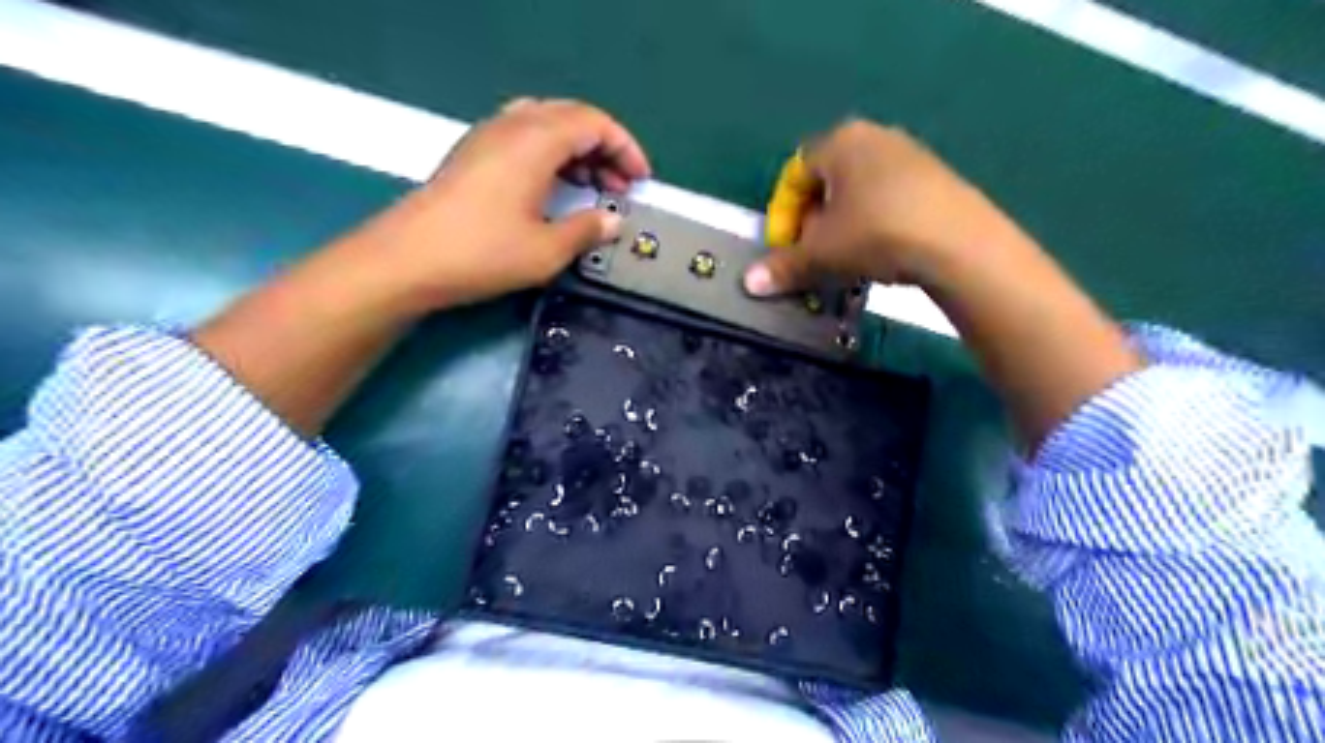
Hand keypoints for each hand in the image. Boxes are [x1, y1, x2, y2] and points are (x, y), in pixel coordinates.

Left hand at [366, 95, 649, 309]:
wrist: (408, 259)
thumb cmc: (483, 253)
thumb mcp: (547, 250)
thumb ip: (587, 230)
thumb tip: (613, 220)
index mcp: (536, 141)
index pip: (594, 123)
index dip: (625, 148)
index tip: (640, 180)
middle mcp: (511, 126)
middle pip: (570, 117)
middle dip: (604, 147)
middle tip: (620, 185)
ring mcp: (487, 137)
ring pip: (545, 124)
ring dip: (576, 150)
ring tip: (591, 186)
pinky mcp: (471, 154)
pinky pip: (522, 137)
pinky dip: (549, 154)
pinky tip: (552, 188)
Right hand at [745, 121, 1016, 295]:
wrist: (959, 242)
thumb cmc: (876, 234)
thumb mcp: (822, 254)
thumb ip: (783, 265)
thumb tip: (749, 283)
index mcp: (839, 142)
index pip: (794, 175)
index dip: (783, 215)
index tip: (786, 249)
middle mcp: (873, 137)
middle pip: (826, 182)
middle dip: (812, 221)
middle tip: (814, 254)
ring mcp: (910, 153)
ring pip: (858, 191)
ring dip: (842, 225)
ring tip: (846, 258)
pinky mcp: (936, 176)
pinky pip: (888, 197)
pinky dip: (873, 222)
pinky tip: (880, 251)